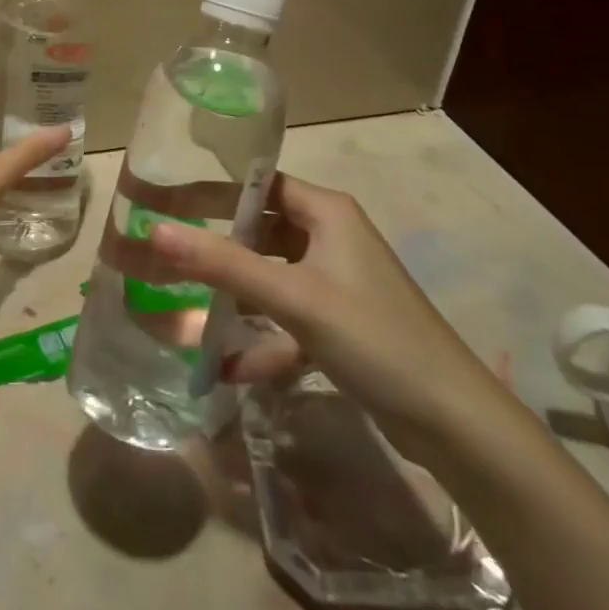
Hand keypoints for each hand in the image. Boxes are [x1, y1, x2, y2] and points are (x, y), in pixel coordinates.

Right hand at [150, 175, 509, 466]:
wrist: (455, 425)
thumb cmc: (373, 337)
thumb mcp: (293, 296)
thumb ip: (221, 263)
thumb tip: (153, 230)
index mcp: (325, 211)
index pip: (253, 184)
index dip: (206, 190)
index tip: (160, 201)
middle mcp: (329, 236)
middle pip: (256, 230)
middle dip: (210, 246)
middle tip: (159, 251)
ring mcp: (335, 282)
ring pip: (268, 277)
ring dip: (230, 295)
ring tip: (180, 306)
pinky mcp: (339, 324)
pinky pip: (286, 319)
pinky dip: (259, 339)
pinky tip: (224, 367)